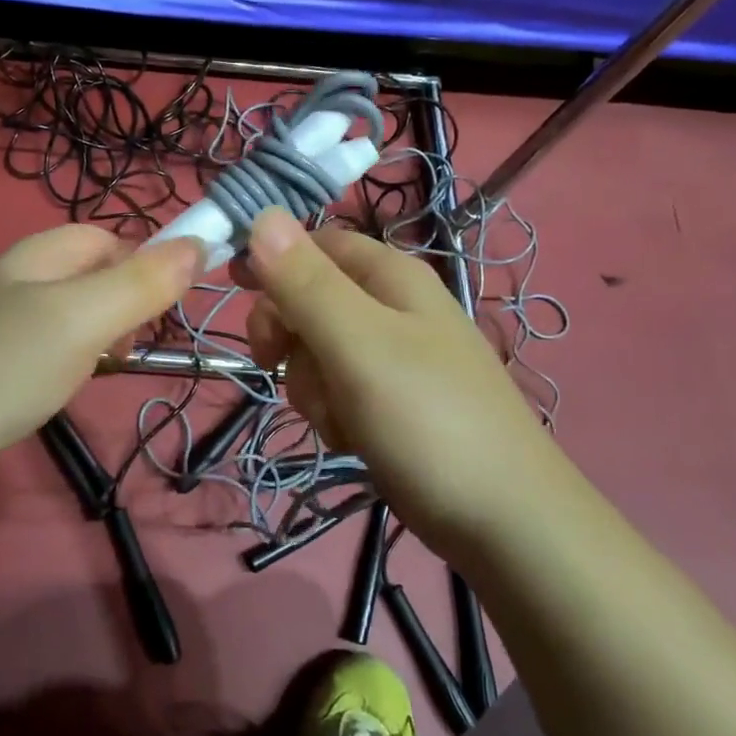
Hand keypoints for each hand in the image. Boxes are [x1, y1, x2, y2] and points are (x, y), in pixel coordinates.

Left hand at [0, 225, 200, 493]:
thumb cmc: (7, 365)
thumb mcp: (84, 319)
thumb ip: (141, 283)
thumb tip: (198, 244)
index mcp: (35, 254)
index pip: (107, 238)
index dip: (142, 262)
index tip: (162, 308)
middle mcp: (13, 276)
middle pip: (87, 273)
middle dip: (121, 302)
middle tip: (131, 345)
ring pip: (66, 312)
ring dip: (96, 334)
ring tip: (100, 369)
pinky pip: (41, 343)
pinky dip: (65, 358)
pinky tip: (60, 386)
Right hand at [235, 208, 547, 561]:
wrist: (501, 520)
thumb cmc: (427, 419)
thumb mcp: (358, 344)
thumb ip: (306, 283)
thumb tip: (262, 215)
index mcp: (390, 276)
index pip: (315, 242)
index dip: (272, 258)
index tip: (234, 288)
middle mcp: (391, 308)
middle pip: (308, 299)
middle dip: (289, 336)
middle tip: (276, 362)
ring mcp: (391, 358)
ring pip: (315, 352)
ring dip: (310, 384)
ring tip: (339, 415)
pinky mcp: (388, 402)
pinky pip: (335, 391)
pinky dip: (332, 413)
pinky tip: (352, 438)